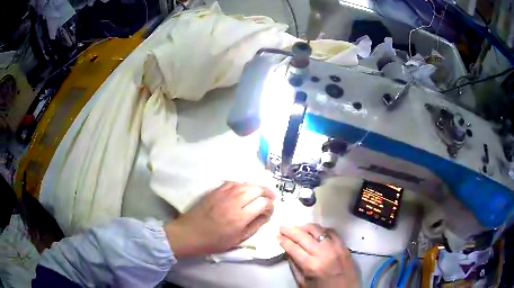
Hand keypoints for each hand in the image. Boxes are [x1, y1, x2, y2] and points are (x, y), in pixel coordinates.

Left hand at [164, 182, 274, 257]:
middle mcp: (234, 201)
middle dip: (267, 192)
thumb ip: (255, 225)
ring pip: (246, 183)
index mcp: (240, 217)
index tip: (270, 210)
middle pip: (257, 188)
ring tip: (261, 193)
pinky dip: (243, 185)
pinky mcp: (215, 190)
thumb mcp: (238, 239)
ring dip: (256, 187)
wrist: (190, 233)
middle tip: (271, 197)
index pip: (263, 203)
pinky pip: (234, 182)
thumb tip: (266, 214)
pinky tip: (245, 190)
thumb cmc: (215, 241)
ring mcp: (223, 193)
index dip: (271, 205)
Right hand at [279, 224, 358, 287]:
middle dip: (291, 230)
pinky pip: (332, 232)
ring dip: (306, 227)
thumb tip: (287, 251)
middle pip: (304, 237)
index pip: (294, 248)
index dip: (284, 240)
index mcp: (311, 265)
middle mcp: (323, 253)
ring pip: (318, 230)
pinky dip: (322, 229)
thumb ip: (295, 267)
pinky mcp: (344, 246)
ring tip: (297, 226)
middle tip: (282, 226)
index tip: (277, 236)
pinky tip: (316, 230)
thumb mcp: (303, 283)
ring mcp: (336, 247)